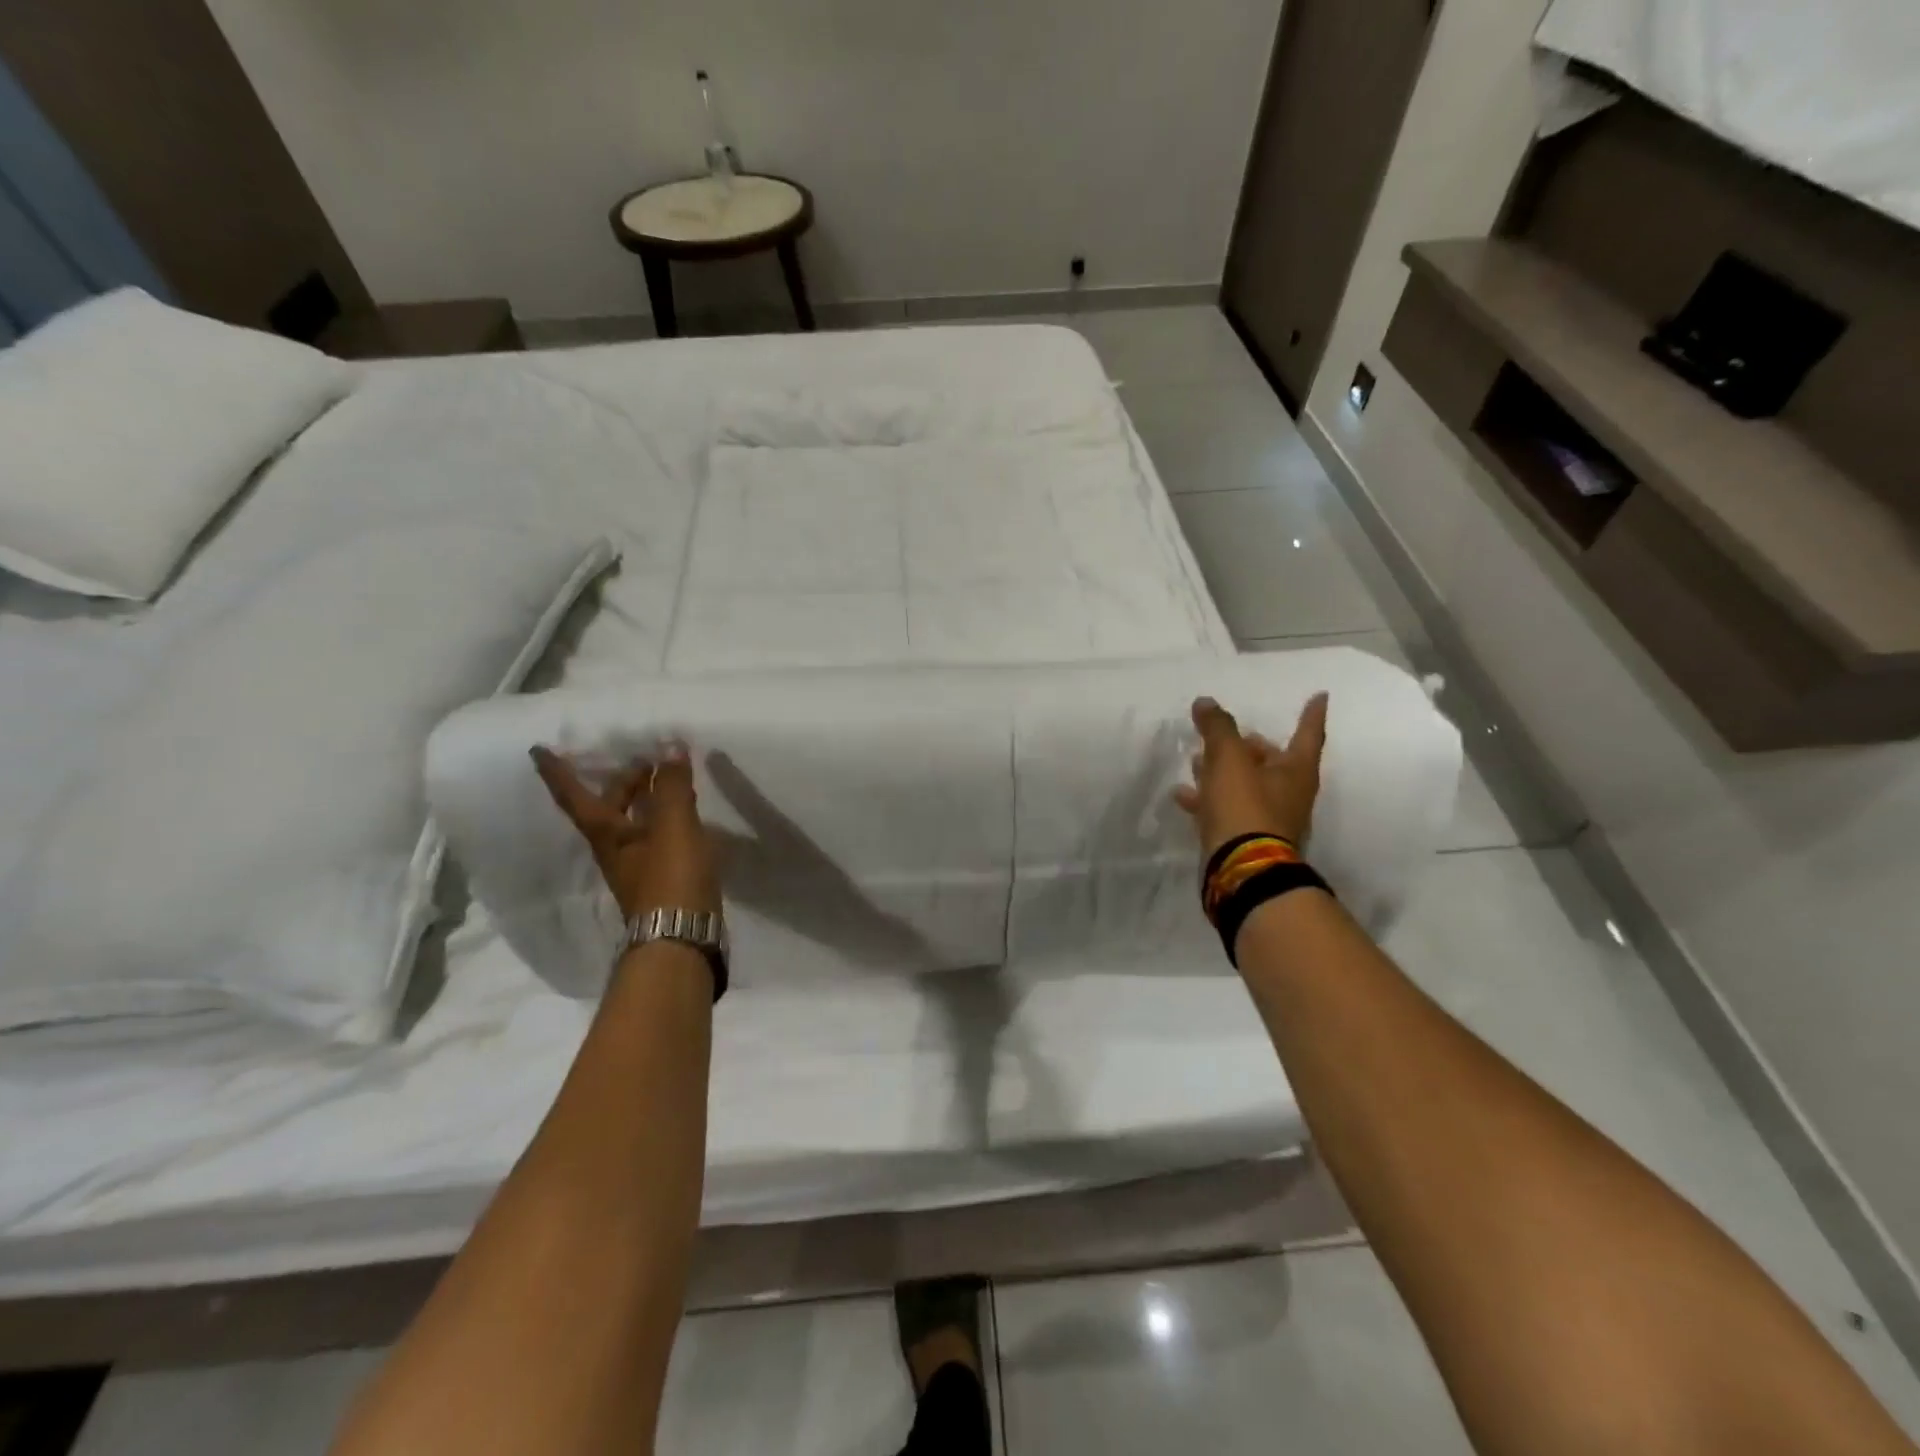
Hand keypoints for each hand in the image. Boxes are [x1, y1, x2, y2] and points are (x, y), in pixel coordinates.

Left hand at [530, 742, 720, 919]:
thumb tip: (668, 747)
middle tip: (644, 760)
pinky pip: (657, 837)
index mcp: (606, 833)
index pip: (574, 795)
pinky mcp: (661, 879)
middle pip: (609, 807)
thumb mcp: (672, 826)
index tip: (538, 750)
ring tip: (669, 781)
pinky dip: (666, 819)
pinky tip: (687, 817)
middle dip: (623, 781)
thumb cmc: (670, 878)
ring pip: (634, 823)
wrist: (682, 937)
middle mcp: (615, 849)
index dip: (557, 772)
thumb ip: (671, 786)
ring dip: (646, 799)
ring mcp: (637, 866)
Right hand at [1174, 693, 1328, 856]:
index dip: (1311, 714)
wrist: (1242, 870)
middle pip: (1272, 761)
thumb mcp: (1229, 759)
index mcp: (1295, 771)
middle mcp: (1289, 794)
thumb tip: (1206, 702)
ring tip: (1196, 760)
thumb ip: (1218, 728)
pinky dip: (1208, 799)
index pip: (1307, 733)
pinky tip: (1183, 795)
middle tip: (1227, 735)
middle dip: (1249, 746)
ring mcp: (1269, 819)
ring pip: (1246, 785)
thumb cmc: (1245, 807)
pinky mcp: (1246, 838)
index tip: (1321, 695)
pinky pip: (1227, 809)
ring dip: (1222, 771)